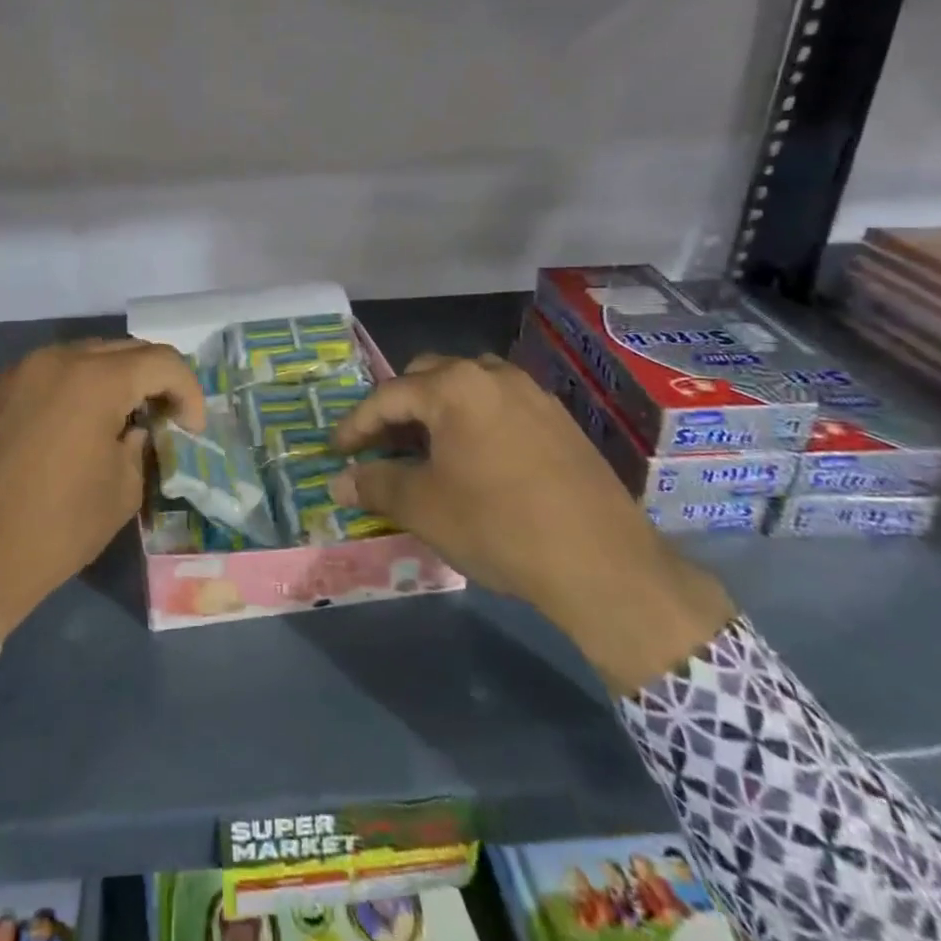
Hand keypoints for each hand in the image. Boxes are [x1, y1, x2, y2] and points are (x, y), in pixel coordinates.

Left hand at [0, 338, 203, 638]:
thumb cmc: (57, 528)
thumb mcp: (121, 491)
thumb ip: (140, 446)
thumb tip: (135, 428)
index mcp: (95, 381)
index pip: (161, 361)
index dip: (188, 390)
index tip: (192, 428)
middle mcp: (59, 360)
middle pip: (126, 350)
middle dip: (155, 378)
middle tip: (168, 417)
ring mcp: (26, 372)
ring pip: (90, 355)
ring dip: (119, 378)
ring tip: (130, 416)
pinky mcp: (4, 391)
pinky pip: (58, 371)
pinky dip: (84, 384)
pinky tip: (89, 420)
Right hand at [330, 353, 735, 694]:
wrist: (603, 564)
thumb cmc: (498, 526)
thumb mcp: (424, 507)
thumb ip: (375, 484)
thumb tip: (339, 481)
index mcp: (454, 387)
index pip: (387, 396)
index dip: (356, 425)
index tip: (337, 450)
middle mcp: (492, 375)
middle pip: (427, 378)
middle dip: (398, 409)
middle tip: (382, 447)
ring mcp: (532, 394)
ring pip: (467, 387)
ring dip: (438, 411)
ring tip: (427, 450)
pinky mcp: (559, 419)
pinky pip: (500, 406)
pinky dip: (474, 421)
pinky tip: (474, 460)